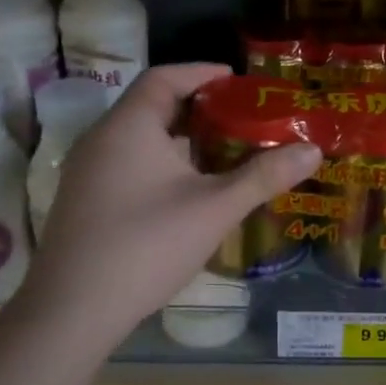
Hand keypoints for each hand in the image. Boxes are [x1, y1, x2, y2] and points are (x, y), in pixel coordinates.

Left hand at [16, 64, 320, 348]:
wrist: (72, 311)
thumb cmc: (146, 245)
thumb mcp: (214, 208)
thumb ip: (264, 176)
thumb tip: (314, 151)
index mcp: (129, 126)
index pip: (164, 77)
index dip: (201, 72)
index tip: (237, 80)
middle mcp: (102, 139)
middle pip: (151, 106)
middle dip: (197, 108)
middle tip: (239, 117)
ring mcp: (87, 172)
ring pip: (139, 139)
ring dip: (179, 139)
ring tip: (221, 152)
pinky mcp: (83, 202)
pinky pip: (127, 164)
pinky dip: (160, 163)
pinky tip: (186, 191)